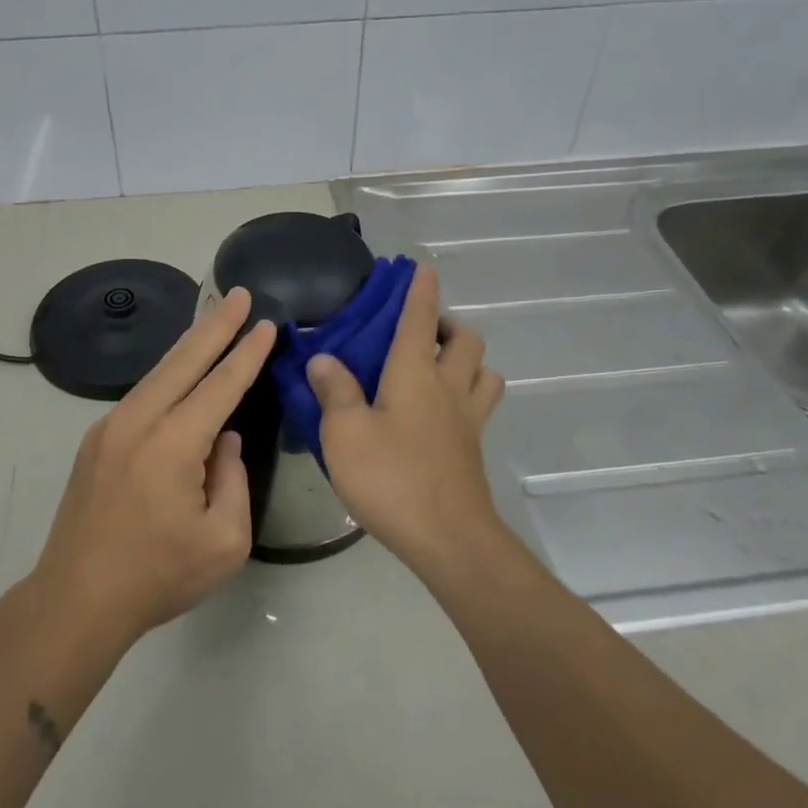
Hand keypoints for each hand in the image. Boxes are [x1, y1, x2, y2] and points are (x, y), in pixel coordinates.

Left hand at [30, 286, 276, 647]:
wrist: (76, 599)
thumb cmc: (158, 576)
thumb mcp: (224, 541)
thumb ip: (233, 480)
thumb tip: (225, 440)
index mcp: (172, 445)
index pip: (220, 385)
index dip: (246, 353)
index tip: (265, 323)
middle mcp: (138, 422)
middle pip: (183, 360)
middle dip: (215, 325)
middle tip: (237, 293)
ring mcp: (110, 428)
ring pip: (158, 372)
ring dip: (189, 344)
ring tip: (214, 319)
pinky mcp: (96, 440)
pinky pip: (142, 394)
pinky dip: (168, 372)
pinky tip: (181, 369)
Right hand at [307, 265, 505, 576]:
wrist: (449, 538)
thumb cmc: (391, 477)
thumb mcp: (345, 433)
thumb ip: (334, 390)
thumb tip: (323, 358)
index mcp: (415, 373)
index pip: (420, 319)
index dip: (420, 291)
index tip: (421, 268)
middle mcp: (448, 386)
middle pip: (466, 339)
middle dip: (448, 324)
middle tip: (422, 332)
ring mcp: (467, 419)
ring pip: (484, 370)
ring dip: (467, 359)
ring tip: (439, 368)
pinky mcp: (473, 448)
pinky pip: (480, 404)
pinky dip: (469, 393)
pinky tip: (442, 412)